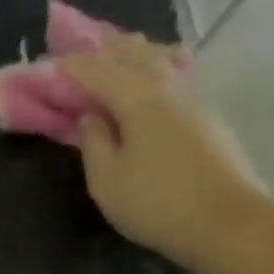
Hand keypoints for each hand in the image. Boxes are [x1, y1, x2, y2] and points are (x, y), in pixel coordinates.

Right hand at [58, 32, 269, 273]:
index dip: (70, 67)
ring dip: (132, 54)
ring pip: (159, 61)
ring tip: (114, 53)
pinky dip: (152, 70)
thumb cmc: (156, 203)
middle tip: (78, 50)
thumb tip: (91, 116)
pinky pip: (173, 78)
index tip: (46, 64)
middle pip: (134, 53)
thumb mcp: (107, 181)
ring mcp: (194, 100)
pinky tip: (149, 78)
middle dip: (103, 49)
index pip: (97, 71)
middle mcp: (168, 88)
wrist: (227, 223)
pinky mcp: (207, 118)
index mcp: (138, 99)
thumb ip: (94, 143)